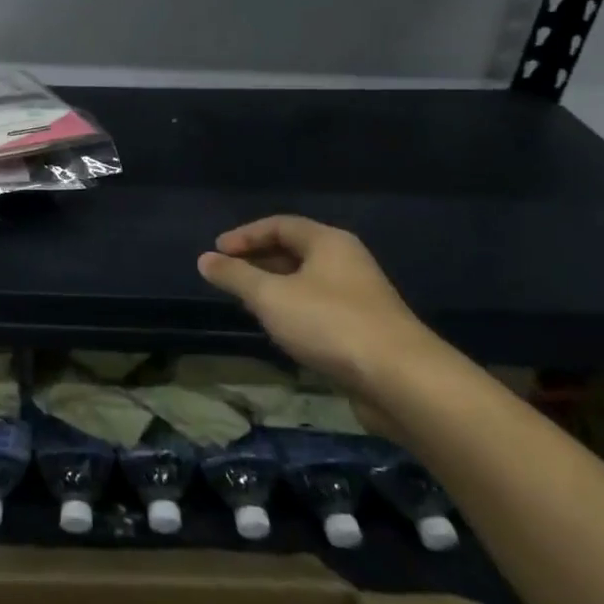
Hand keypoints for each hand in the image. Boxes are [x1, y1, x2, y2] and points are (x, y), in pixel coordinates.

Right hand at [197, 216, 443, 405]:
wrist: (399, 378)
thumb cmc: (329, 323)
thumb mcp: (270, 296)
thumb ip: (235, 276)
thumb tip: (204, 259)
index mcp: (329, 242)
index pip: (280, 225)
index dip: (245, 235)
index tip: (216, 252)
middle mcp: (346, 262)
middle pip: (295, 250)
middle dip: (258, 260)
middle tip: (228, 276)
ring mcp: (358, 296)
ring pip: (306, 281)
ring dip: (274, 287)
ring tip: (247, 302)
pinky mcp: (363, 328)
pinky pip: (318, 307)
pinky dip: (293, 310)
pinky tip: (280, 329)